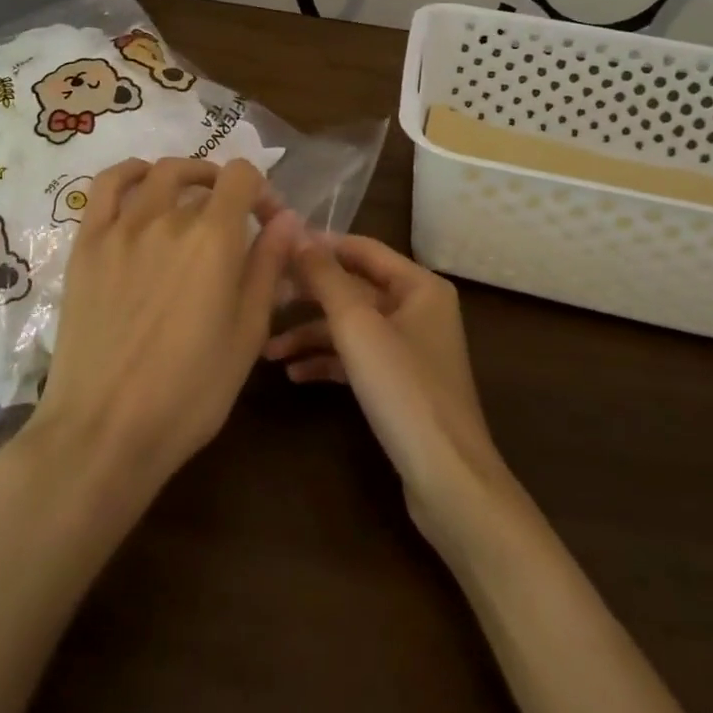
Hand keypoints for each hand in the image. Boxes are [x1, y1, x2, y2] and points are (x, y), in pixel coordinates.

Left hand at [16, 157, 301, 505]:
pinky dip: (130, 173)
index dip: (262, 190)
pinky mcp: (87, 243)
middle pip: (203, 178)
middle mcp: (167, 218)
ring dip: (185, 176)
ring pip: (158, 174)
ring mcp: (121, 228)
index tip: (267, 221)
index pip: (242, 177)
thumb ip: (267, 267)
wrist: (105, 429)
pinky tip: (142, 184)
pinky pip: (107, 186)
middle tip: (233, 221)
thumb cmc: (190, 392)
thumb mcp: (247, 334)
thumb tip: (287, 219)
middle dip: (227, 191)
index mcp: (214, 239)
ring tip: (192, 198)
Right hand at [264, 236, 508, 550]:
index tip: (276, 245)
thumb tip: (297, 234)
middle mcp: (418, 309)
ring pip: (351, 326)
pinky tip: (293, 374)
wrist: (447, 478)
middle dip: (309, 295)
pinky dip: (327, 361)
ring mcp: (410, 348)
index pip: (362, 249)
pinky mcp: (400, 382)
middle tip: (264, 296)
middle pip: (353, 288)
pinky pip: (357, 358)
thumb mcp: (357, 326)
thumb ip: (326, 277)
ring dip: (311, 334)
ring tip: (267, 349)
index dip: (320, 245)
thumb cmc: (403, 389)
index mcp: (419, 285)